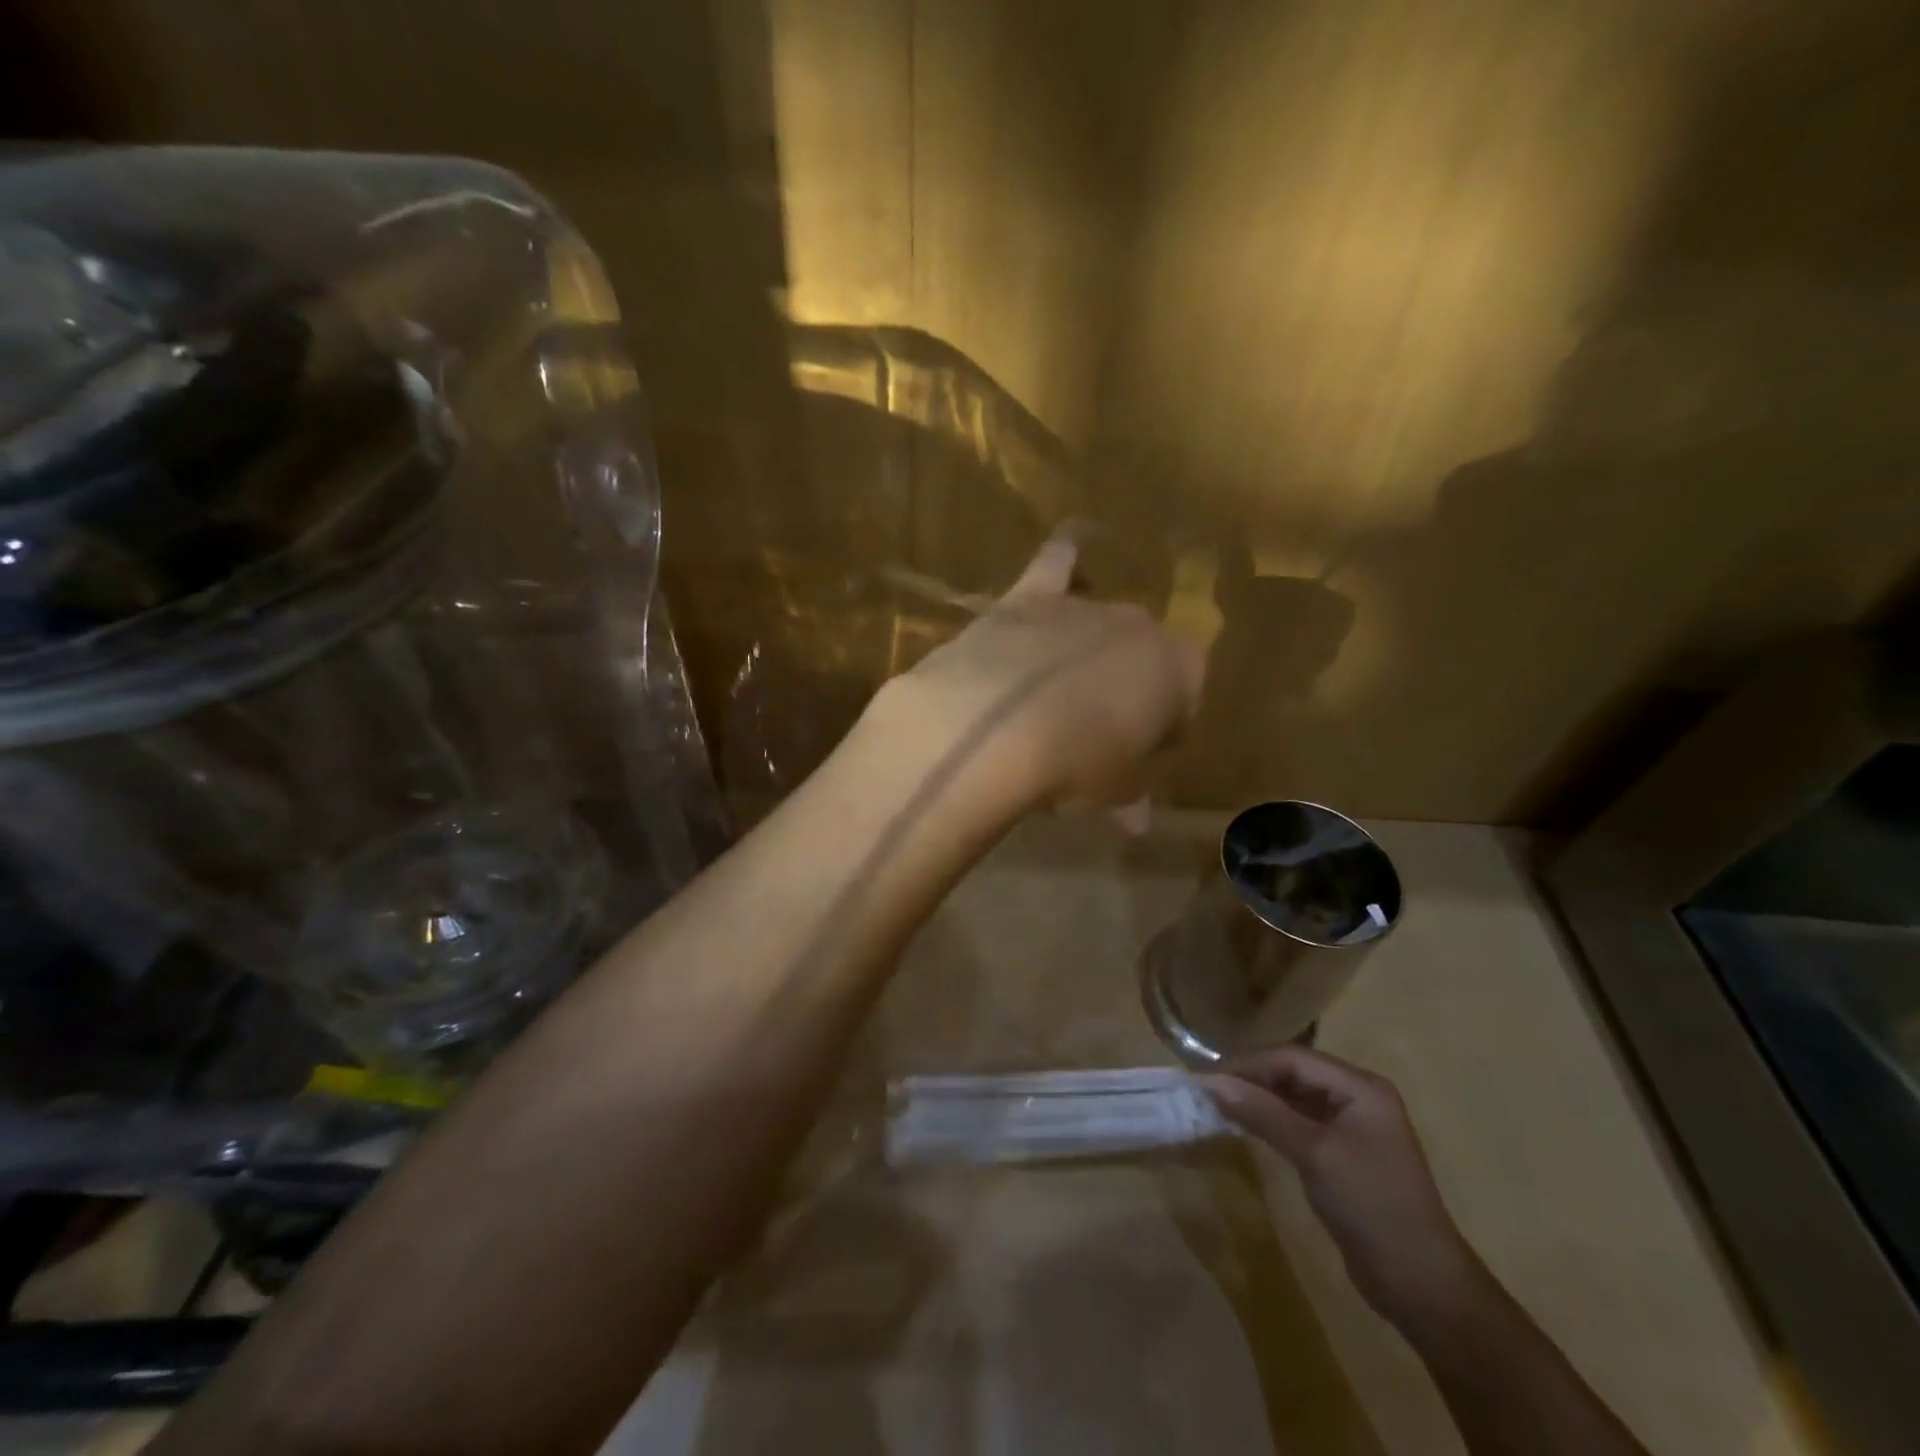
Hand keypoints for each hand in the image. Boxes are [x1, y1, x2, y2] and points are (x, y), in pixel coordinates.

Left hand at [877, 534, 1204, 813]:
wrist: (994, 726)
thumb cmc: (1073, 766)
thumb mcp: (1111, 792)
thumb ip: (1131, 797)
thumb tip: (1137, 820)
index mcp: (1178, 671)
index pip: (1184, 700)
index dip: (1161, 731)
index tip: (1135, 759)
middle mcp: (1139, 627)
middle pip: (1140, 658)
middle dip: (1126, 690)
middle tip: (1092, 732)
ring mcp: (1083, 606)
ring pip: (1100, 623)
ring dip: (1091, 648)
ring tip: (1064, 684)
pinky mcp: (1030, 597)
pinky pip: (1059, 560)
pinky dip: (1069, 552)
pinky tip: (1075, 541)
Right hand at [1202, 1047, 1485, 1334]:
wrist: (1421, 1285)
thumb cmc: (1371, 1206)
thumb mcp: (1314, 1154)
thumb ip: (1263, 1113)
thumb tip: (1211, 1083)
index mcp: (1360, 1087)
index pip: (1292, 1058)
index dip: (1248, 1064)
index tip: (1206, 1077)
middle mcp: (1357, 1097)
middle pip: (1293, 1072)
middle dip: (1251, 1078)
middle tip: (1207, 1091)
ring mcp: (1351, 1125)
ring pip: (1294, 1096)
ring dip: (1258, 1099)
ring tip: (1218, 1105)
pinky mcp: (1342, 1153)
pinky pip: (1299, 1122)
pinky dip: (1271, 1120)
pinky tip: (1246, 1125)